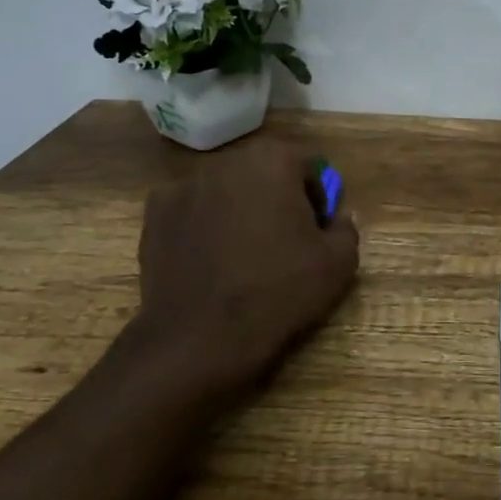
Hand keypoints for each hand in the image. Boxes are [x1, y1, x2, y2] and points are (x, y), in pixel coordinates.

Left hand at [116, 138, 359, 407]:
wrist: (201, 338)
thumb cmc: (278, 291)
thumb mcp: (339, 263)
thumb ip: (346, 227)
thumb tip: (336, 217)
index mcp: (273, 161)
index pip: (309, 165)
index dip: (319, 197)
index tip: (317, 230)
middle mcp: (226, 161)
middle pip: (265, 171)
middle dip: (279, 198)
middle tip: (285, 241)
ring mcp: (184, 186)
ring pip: (228, 190)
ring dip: (241, 209)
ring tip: (245, 254)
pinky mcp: (155, 215)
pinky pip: (192, 210)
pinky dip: (204, 225)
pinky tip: (211, 259)